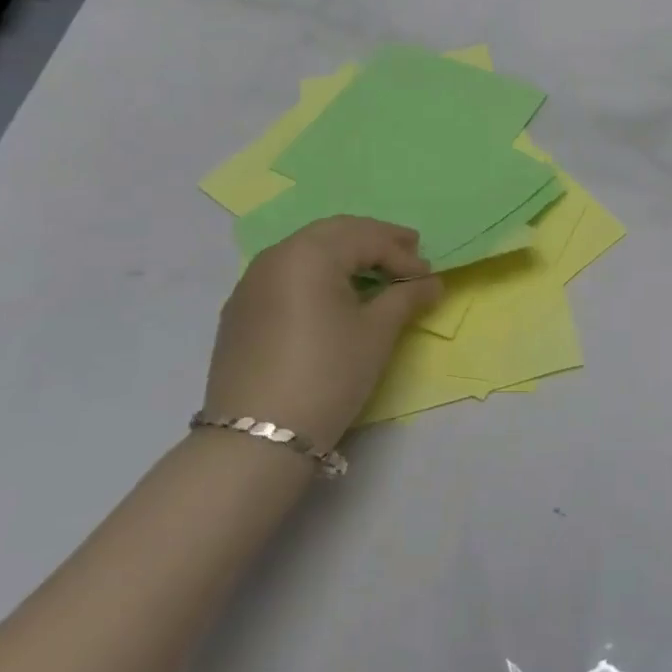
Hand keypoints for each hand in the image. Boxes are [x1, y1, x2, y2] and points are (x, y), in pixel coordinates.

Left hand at [206, 217, 442, 446]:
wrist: (256, 438)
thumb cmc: (327, 374)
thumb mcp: (376, 333)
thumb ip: (406, 297)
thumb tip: (431, 282)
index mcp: (310, 252)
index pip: (366, 239)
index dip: (402, 254)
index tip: (428, 276)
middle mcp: (276, 255)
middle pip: (335, 233)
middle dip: (374, 240)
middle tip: (408, 252)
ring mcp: (251, 282)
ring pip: (307, 250)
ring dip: (345, 254)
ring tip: (375, 272)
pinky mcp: (240, 310)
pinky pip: (287, 274)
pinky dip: (317, 273)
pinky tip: (335, 295)